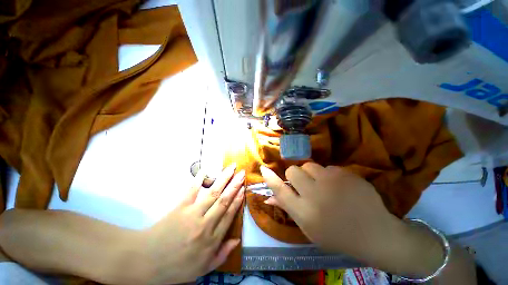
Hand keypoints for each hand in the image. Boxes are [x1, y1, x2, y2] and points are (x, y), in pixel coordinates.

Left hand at [142, 164, 244, 283]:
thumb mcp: (203, 268)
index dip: (238, 200)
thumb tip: (237, 239)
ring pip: (213, 193)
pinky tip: (205, 170)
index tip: (244, 189)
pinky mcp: (180, 207)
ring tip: (232, 168)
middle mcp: (206, 224)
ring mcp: (192, 214)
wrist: (146, 262)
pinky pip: (191, 191)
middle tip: (242, 173)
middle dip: (235, 185)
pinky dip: (198, 180)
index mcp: (212, 239)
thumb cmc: (176, 267)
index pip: (229, 215)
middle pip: (224, 201)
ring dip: (223, 179)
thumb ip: (222, 254)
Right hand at [260, 163, 443, 277]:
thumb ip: (288, 208)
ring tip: (322, 185)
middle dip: (294, 176)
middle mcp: (315, 195)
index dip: (270, 179)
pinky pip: (326, 167)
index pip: (280, 190)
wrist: (376, 233)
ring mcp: (331, 182)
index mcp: (305, 213)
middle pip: (292, 171)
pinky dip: (328, 175)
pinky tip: (339, 187)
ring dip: (310, 174)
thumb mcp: (309, 228)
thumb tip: (268, 198)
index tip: (263, 169)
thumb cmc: (338, 235)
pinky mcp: (345, 173)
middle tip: (305, 185)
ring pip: (308, 165)